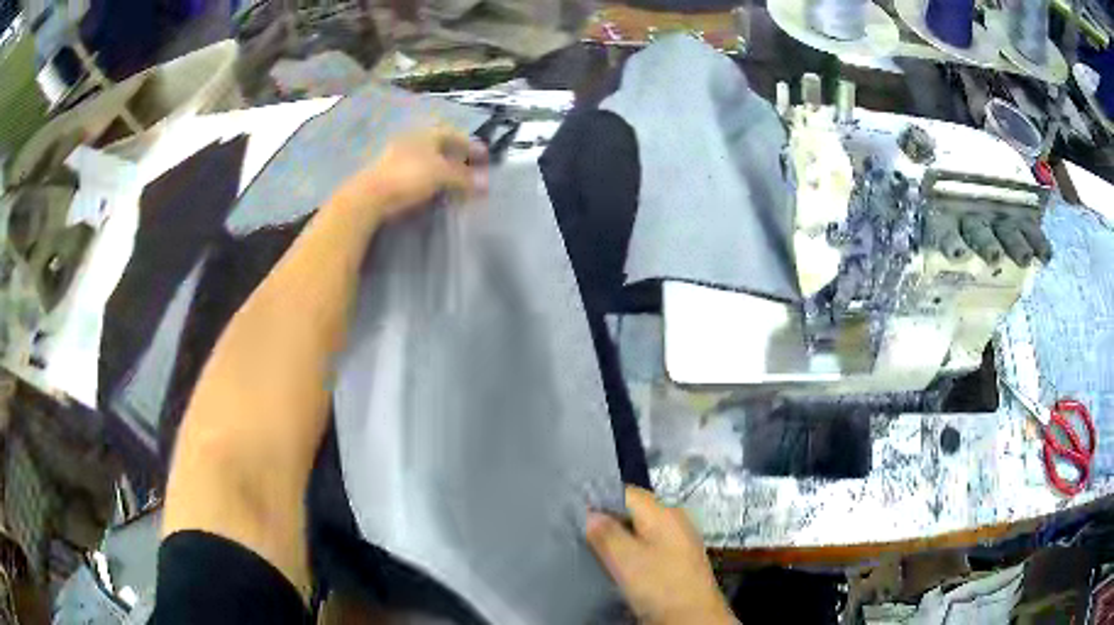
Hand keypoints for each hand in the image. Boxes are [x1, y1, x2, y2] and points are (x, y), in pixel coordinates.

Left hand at [328, 126, 488, 225]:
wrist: (369, 196)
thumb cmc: (408, 178)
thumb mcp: (441, 175)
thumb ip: (464, 178)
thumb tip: (484, 184)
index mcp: (426, 134)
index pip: (454, 135)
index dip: (471, 145)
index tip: (484, 157)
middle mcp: (412, 140)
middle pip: (440, 145)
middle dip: (456, 155)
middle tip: (469, 168)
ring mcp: (398, 156)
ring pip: (427, 158)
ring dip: (442, 167)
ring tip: (453, 180)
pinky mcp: (389, 173)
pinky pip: (416, 171)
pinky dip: (429, 177)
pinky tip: (432, 188)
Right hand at [587, 487, 735, 624]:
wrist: (694, 618)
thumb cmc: (660, 585)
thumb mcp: (626, 559)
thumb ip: (606, 533)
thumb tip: (590, 513)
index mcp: (664, 512)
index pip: (626, 492)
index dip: (599, 500)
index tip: (574, 514)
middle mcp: (675, 520)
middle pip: (634, 511)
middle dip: (608, 521)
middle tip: (580, 535)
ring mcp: (680, 540)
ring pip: (640, 530)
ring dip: (619, 539)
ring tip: (594, 551)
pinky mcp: (679, 559)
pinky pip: (649, 546)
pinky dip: (632, 552)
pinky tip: (619, 566)